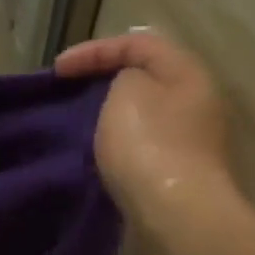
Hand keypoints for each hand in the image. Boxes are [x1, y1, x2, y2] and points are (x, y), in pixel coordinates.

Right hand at [54, 30, 233, 224]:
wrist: (176, 212)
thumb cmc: (148, 144)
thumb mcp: (127, 91)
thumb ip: (125, 74)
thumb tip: (129, 87)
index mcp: (187, 72)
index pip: (139, 42)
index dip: (94, 49)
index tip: (57, 70)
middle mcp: (197, 99)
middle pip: (146, 74)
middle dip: (105, 77)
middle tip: (70, 88)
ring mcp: (191, 136)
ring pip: (144, 108)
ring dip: (110, 109)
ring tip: (78, 118)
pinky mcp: (179, 167)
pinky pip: (143, 138)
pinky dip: (118, 135)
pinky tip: (98, 147)